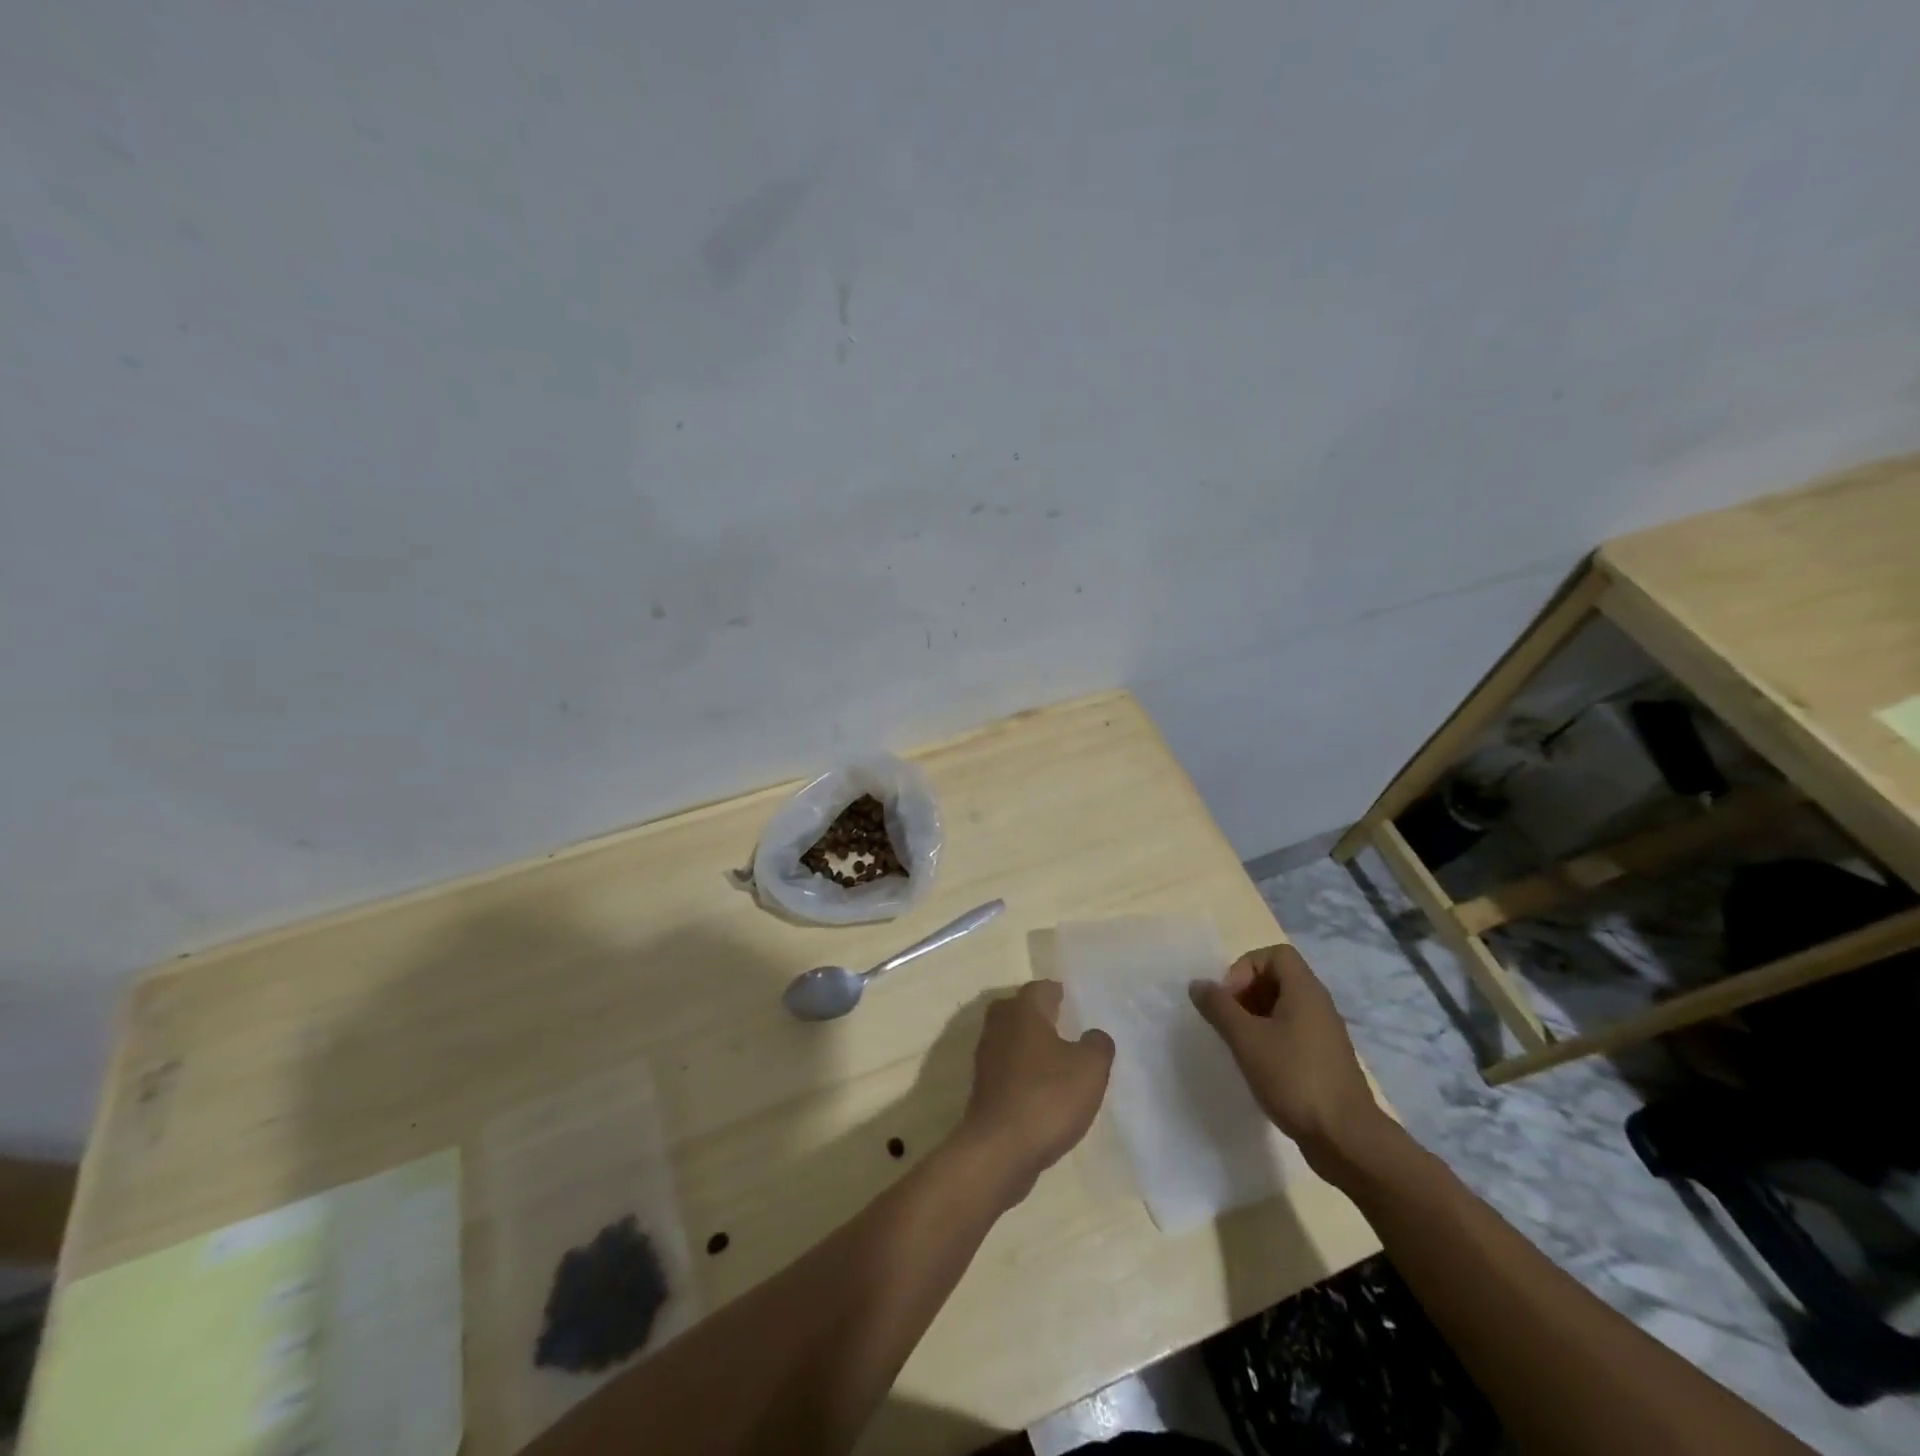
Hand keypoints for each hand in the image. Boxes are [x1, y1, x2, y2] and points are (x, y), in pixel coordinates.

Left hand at [957, 980, 1114, 1201]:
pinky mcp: (983, 1088)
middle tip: (1063, 1024)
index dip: (1058, 993)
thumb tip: (1094, 1035)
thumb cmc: (1047, 1097)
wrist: (999, 1149)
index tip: (1072, 1001)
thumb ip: (1098, 1045)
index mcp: (1023, 1011)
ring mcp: (986, 1057)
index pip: (1040, 988)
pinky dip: (1021, 1070)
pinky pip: (1006, 1067)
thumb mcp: (1090, 1069)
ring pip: (1010, 1038)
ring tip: (1056, 1058)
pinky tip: (1040, 1088)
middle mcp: (999, 1026)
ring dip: (1029, 1043)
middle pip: (1018, 1009)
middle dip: (1038, 1014)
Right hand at [1189, 944, 1387, 1175]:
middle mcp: (1318, 1005)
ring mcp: (1324, 1035)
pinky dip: (1270, 1039)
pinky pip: (1292, 1033)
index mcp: (1305, 991)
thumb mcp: (1246, 1039)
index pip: (1274, 954)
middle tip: (1227, 1020)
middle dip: (1246, 992)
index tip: (1229, 999)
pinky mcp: (1324, 1061)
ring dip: (1255, 1017)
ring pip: (1284, 1007)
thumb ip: (1219, 1007)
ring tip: (1237, 1043)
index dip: (1245, 968)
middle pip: (1278, 978)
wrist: (1346, 1139)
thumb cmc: (1294, 1078)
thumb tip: (1198, 984)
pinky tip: (1257, 1065)